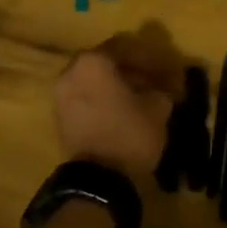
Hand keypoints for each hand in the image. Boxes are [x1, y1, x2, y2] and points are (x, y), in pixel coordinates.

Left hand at [54, 27, 182, 187]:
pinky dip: (102, 99)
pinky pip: (85, 97)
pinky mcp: (60, 116)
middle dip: (130, 69)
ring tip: (139, 98)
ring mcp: (61, 94)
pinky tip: (122, 111)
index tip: (166, 69)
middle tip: (152, 81)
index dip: (149, 58)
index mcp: (94, 62)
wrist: (98, 179)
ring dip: (115, 85)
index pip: (125, 47)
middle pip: (106, 61)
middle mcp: (72, 71)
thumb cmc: (130, 133)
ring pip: (93, 80)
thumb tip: (164, 87)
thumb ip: (161, 89)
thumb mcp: (158, 107)